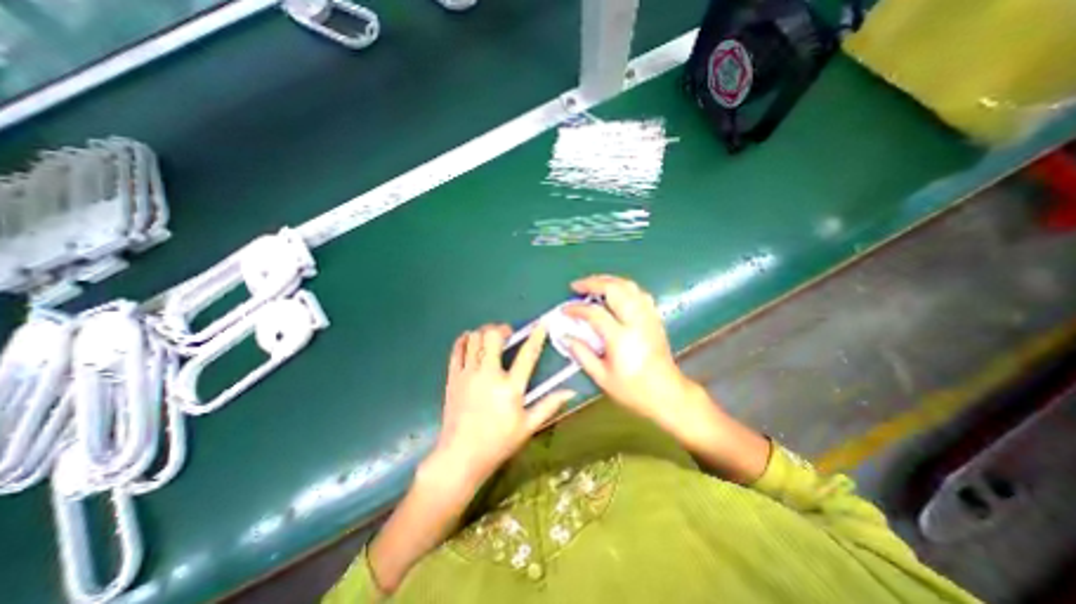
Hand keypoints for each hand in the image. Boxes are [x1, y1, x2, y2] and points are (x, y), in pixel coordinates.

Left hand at [431, 323, 576, 493]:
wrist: (460, 456)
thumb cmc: (498, 443)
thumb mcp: (528, 427)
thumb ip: (549, 405)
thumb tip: (571, 391)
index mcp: (510, 387)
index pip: (527, 355)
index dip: (536, 337)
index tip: (542, 325)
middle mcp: (488, 375)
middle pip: (493, 337)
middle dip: (501, 329)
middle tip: (507, 334)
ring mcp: (468, 374)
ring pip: (474, 339)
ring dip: (483, 333)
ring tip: (490, 339)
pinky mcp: (453, 378)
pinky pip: (456, 350)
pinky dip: (464, 340)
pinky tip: (470, 342)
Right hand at [565, 276, 688, 427]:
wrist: (668, 394)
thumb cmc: (633, 389)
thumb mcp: (602, 377)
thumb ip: (582, 354)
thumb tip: (565, 337)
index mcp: (621, 337)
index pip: (594, 313)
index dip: (576, 308)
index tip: (565, 310)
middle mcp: (636, 321)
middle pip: (614, 289)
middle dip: (593, 283)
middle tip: (577, 285)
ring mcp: (648, 317)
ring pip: (629, 286)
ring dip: (609, 281)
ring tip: (593, 284)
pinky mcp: (654, 318)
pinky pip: (639, 293)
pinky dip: (624, 287)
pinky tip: (616, 292)